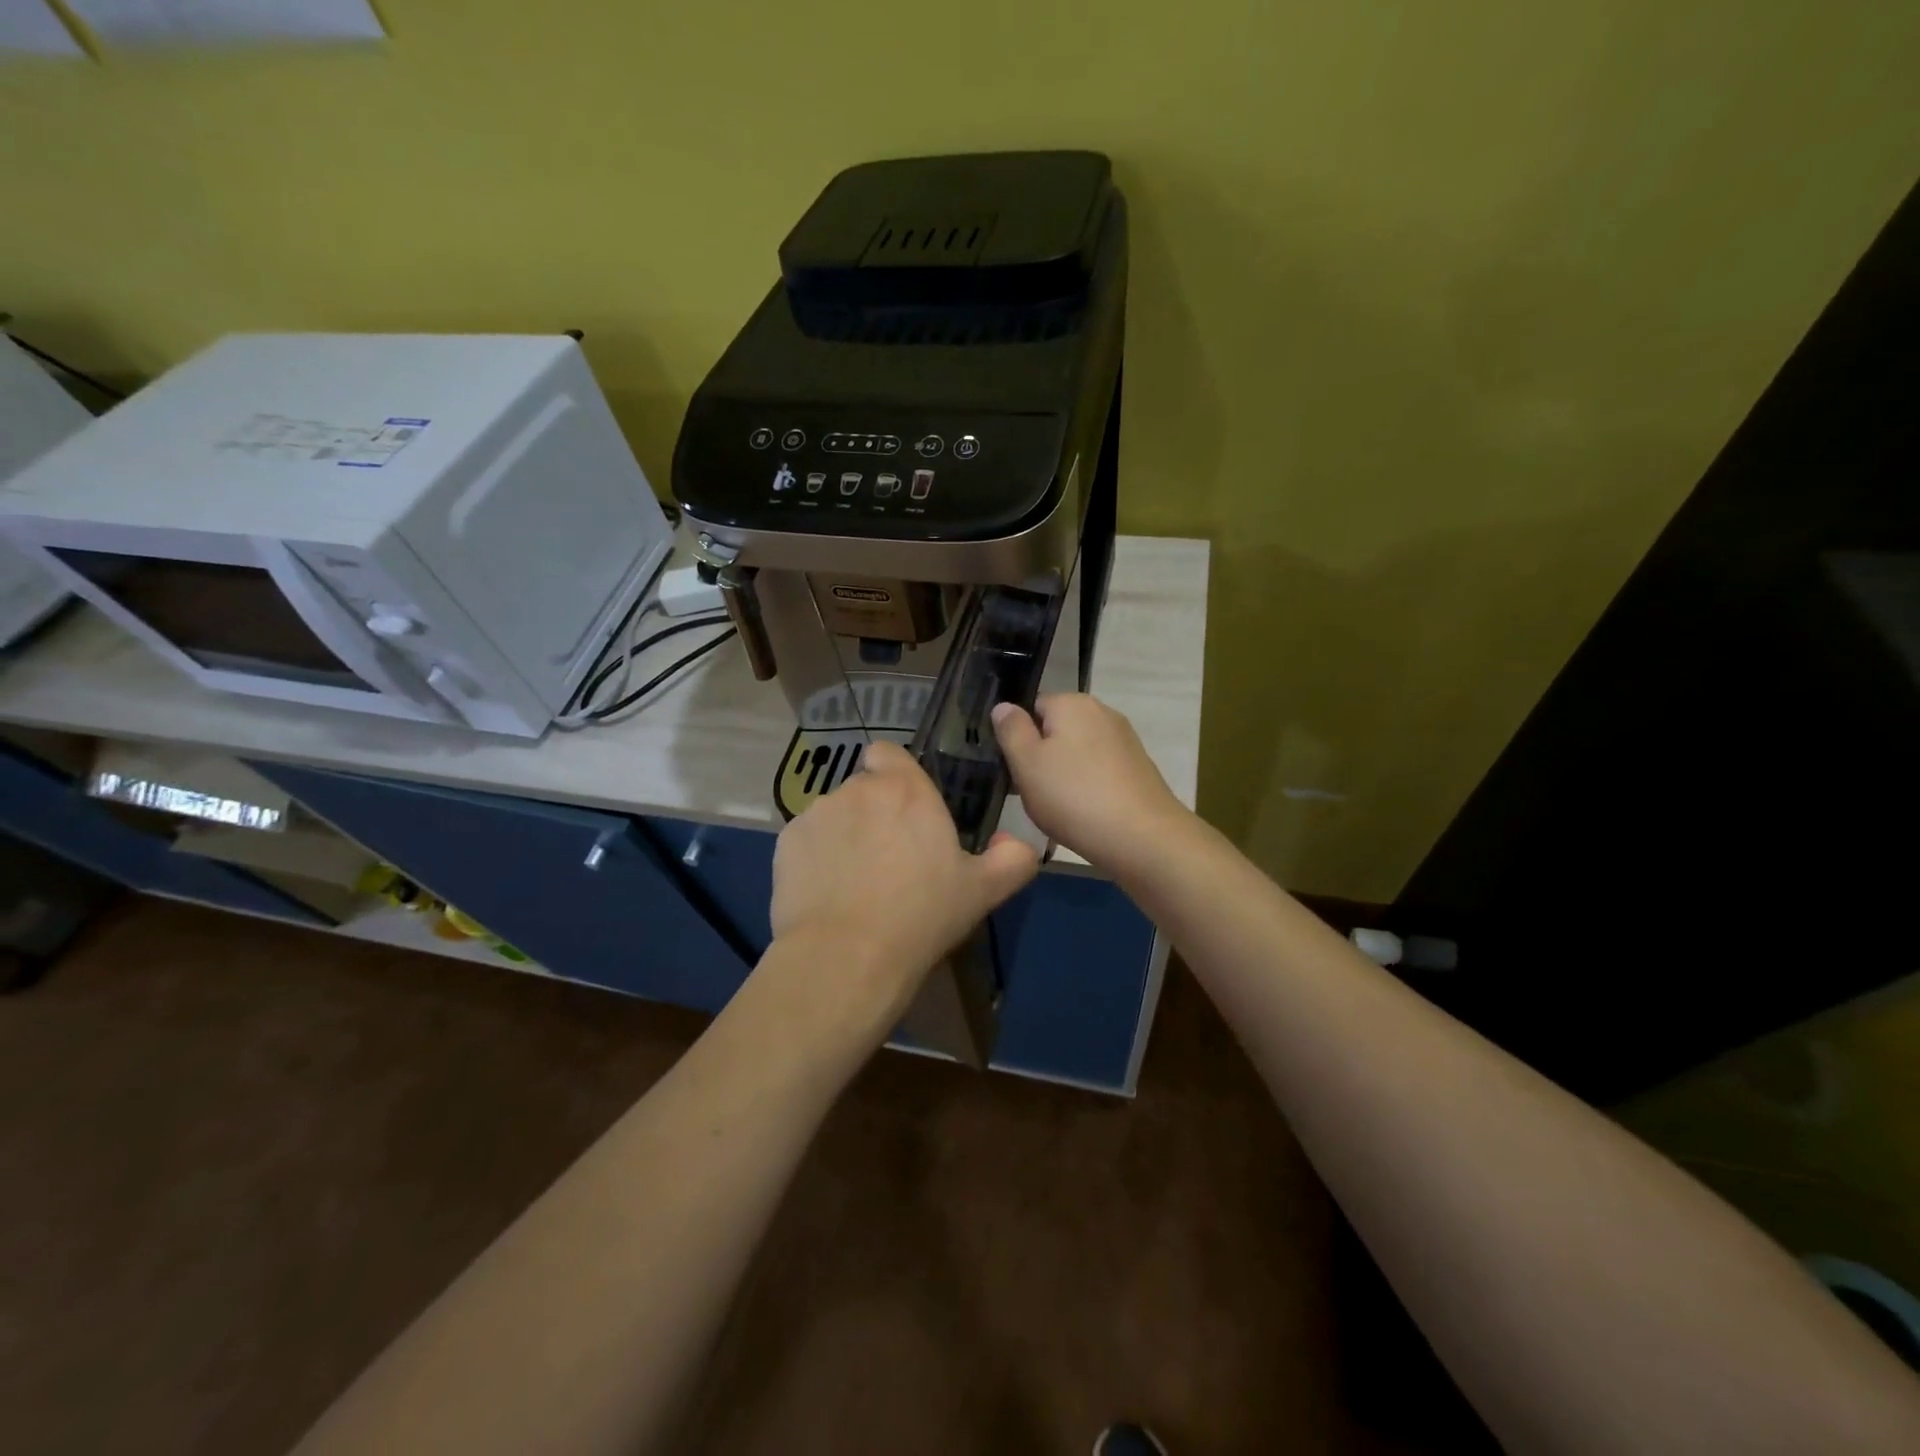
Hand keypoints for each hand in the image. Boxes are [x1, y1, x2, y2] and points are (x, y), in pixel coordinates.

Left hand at [769, 740, 1038, 1031]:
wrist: (846, 957)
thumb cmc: (921, 916)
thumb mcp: (982, 892)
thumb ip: (1012, 860)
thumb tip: (1020, 844)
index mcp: (905, 790)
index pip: (888, 753)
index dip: (894, 774)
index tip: (905, 808)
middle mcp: (857, 789)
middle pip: (864, 788)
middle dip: (874, 812)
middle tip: (890, 858)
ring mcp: (817, 814)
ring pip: (834, 814)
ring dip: (845, 834)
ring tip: (855, 882)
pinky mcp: (787, 842)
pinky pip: (807, 840)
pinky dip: (816, 857)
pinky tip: (826, 894)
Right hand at [991, 693, 1188, 869]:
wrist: (1142, 837)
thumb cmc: (1073, 797)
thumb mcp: (1026, 763)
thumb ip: (1011, 730)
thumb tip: (1004, 706)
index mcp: (1073, 703)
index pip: (1032, 707)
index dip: (1018, 737)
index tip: (1014, 769)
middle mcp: (1102, 712)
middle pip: (1057, 729)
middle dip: (1042, 757)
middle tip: (1031, 792)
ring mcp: (1125, 740)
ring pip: (1078, 752)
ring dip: (1064, 775)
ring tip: (1058, 809)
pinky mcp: (1138, 768)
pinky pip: (1100, 771)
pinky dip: (1088, 787)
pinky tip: (1084, 814)